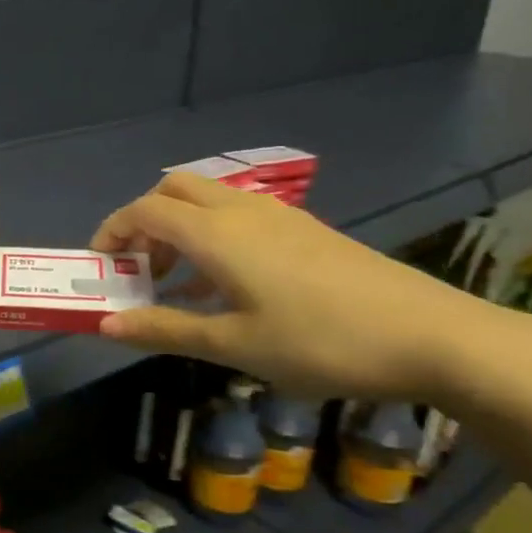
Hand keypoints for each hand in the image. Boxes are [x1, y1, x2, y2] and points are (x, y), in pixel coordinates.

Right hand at [91, 172, 518, 402]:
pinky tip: (227, 287)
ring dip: (178, 230)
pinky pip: (239, 218)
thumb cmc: (319, 342)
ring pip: (208, 201)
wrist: (431, 335)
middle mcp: (242, 211)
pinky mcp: (306, 230)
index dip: (112, 232)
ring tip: (177, 284)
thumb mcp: (233, 344)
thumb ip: (164, 329)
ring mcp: (279, 217)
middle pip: (174, 189)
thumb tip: (104, 325)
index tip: (100, 267)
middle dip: (143, 221)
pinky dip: (211, 237)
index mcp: (216, 234)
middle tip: (139, 268)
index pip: (144, 210)